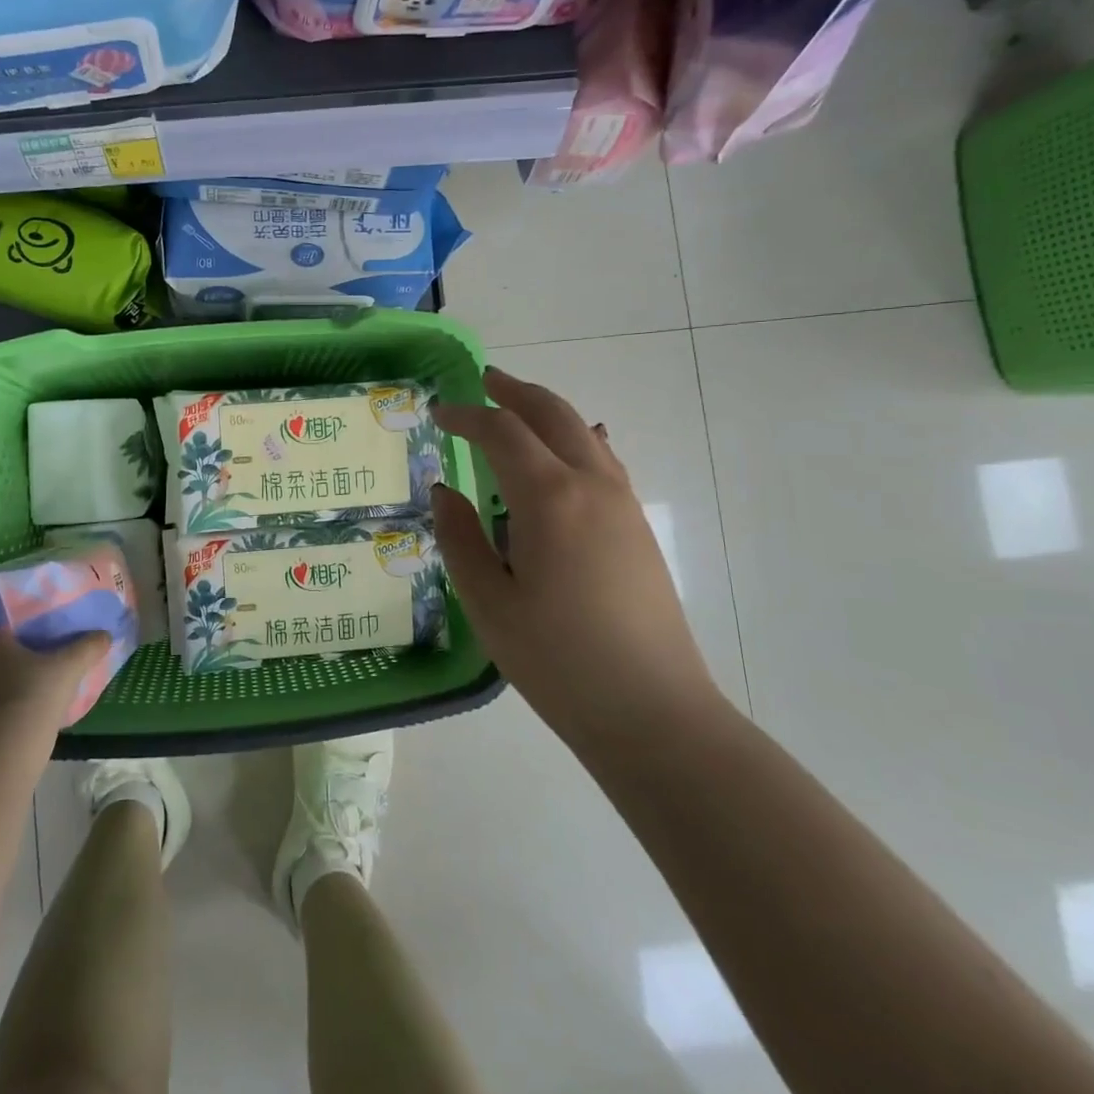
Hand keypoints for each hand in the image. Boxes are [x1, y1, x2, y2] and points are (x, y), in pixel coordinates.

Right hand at [429, 368, 727, 760]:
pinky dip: (579, 439)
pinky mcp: (638, 527)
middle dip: (514, 392)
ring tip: (517, 408)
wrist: (654, 713)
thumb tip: (444, 490)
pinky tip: (574, 448)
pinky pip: (604, 460)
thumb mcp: (488, 603)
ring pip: (583, 432)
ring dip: (547, 411)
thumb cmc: (558, 661)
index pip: (502, 432)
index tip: (439, 413)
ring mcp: (622, 504)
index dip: (467, 415)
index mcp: (549, 499)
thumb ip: (460, 538)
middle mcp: (591, 486)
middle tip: (484, 380)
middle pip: (552, 414)